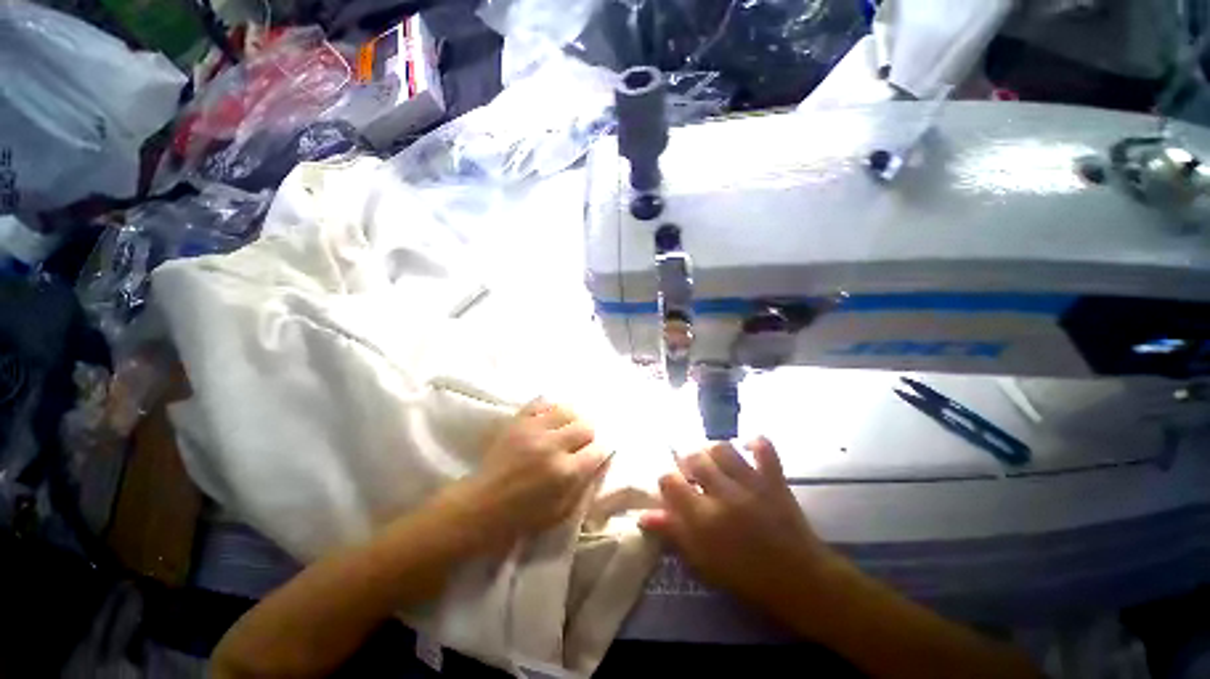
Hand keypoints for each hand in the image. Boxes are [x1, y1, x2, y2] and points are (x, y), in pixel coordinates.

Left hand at [443, 398, 608, 552]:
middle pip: (586, 426)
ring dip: (572, 420)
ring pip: (567, 410)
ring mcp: (533, 430)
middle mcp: (552, 446)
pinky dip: (550, 408)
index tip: (594, 456)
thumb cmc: (522, 518)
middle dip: (588, 436)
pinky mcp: (517, 421)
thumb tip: (601, 462)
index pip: (597, 450)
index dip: (600, 453)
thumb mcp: (560, 513)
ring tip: (566, 429)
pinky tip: (550, 419)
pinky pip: (542, 402)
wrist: (480, 507)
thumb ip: (584, 487)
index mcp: (565, 472)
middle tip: (580, 445)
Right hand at [639, 438, 839, 609]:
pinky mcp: (774, 479)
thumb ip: (674, 533)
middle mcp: (724, 494)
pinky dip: (753, 443)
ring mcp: (751, 483)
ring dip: (712, 450)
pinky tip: (746, 448)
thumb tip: (644, 516)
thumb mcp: (703, 562)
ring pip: (722, 448)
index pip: (670, 481)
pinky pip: (763, 448)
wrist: (800, 582)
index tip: (671, 487)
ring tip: (712, 461)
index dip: (666, 480)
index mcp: (704, 518)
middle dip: (687, 461)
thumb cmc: (746, 577)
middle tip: (691, 472)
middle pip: (694, 458)